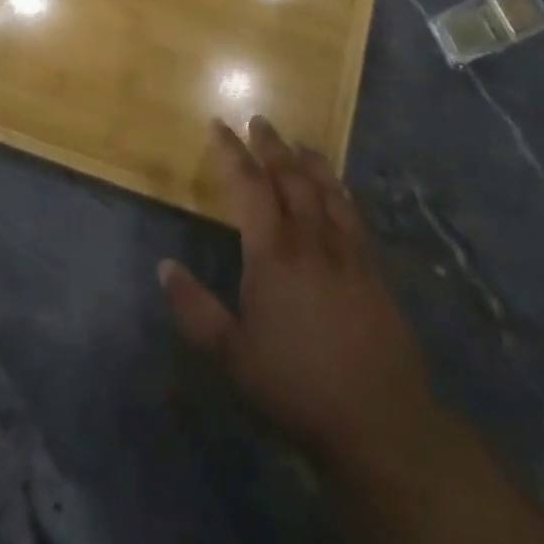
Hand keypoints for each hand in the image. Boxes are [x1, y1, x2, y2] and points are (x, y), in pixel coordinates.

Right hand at [159, 118, 445, 480]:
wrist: (380, 422)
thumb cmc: (295, 387)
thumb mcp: (231, 357)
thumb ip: (194, 309)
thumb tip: (164, 266)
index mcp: (273, 255)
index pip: (249, 187)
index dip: (232, 153)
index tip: (219, 125)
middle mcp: (312, 241)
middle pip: (291, 178)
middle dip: (271, 146)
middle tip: (259, 121)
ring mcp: (348, 253)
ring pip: (328, 191)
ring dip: (310, 161)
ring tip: (298, 143)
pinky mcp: (374, 271)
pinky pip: (355, 215)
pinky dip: (342, 192)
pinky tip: (340, 190)